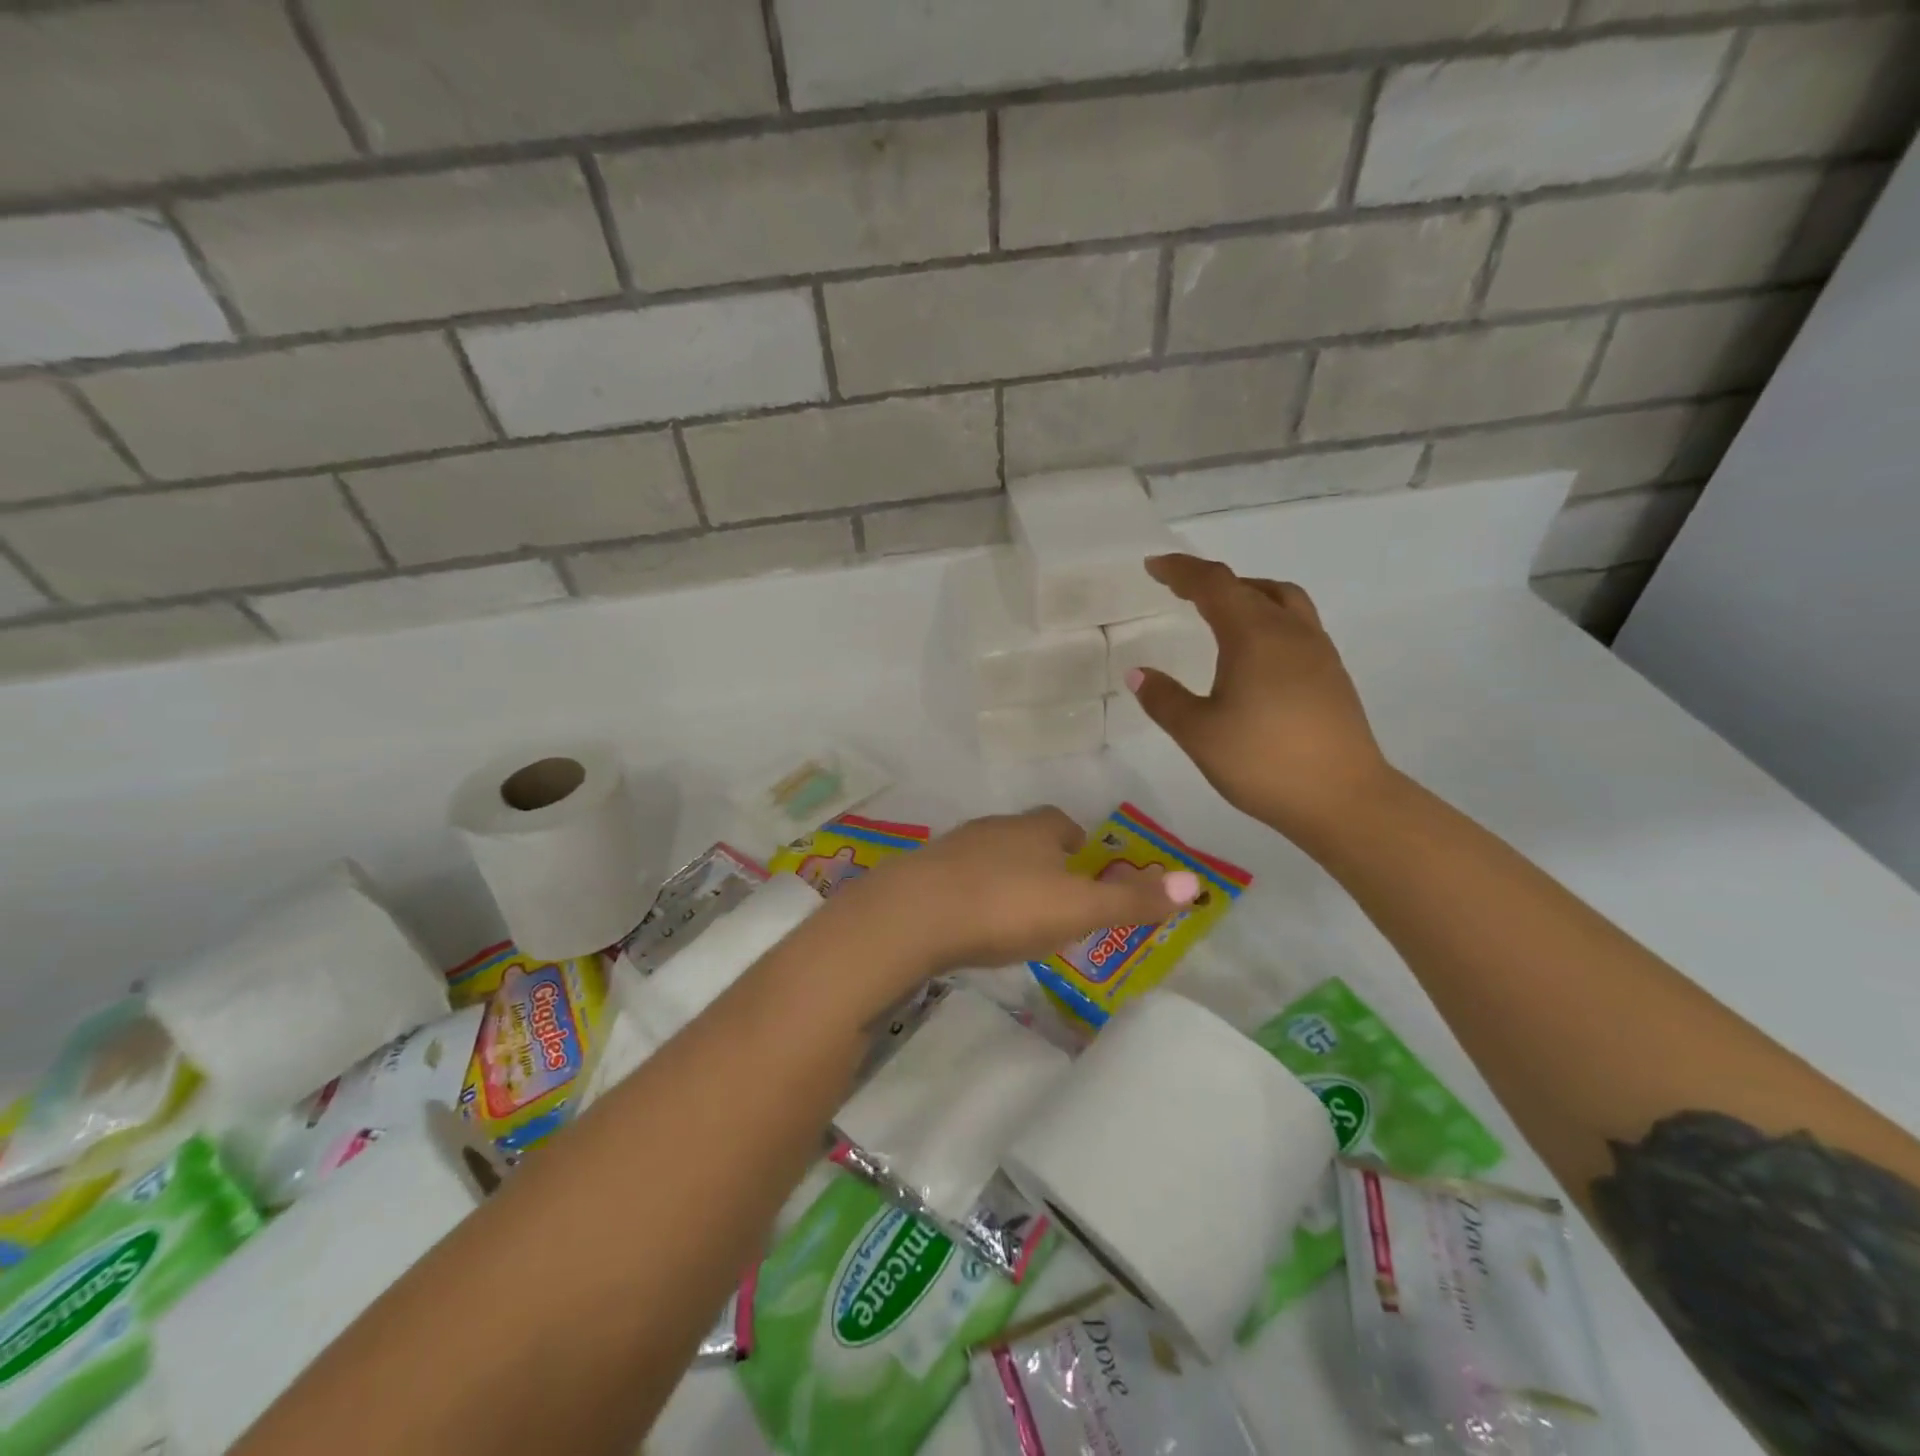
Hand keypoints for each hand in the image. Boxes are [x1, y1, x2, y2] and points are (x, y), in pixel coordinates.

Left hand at [834, 807, 1201, 979]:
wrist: (913, 916)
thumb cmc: (1006, 907)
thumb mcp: (1078, 908)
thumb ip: (1132, 898)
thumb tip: (1195, 881)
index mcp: (1034, 829)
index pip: (1062, 823)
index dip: (1077, 843)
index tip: (1084, 870)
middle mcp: (993, 828)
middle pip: (1024, 837)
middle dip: (1041, 861)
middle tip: (1053, 900)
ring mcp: (953, 848)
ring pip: (988, 856)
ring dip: (1003, 878)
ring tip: (1013, 917)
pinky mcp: (921, 874)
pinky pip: (956, 879)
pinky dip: (969, 894)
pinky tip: (969, 924)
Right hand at [1128, 554, 1394, 845]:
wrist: (1344, 799)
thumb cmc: (1263, 762)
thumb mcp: (1199, 733)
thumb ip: (1164, 699)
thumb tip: (1138, 673)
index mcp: (1254, 635)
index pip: (1214, 585)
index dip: (1181, 571)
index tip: (1154, 566)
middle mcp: (1290, 632)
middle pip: (1250, 586)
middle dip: (1212, 582)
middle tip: (1181, 590)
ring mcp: (1318, 652)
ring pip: (1282, 601)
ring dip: (1248, 594)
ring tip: (1221, 612)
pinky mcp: (1332, 675)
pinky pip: (1296, 625)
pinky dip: (1268, 619)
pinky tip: (1255, 654)